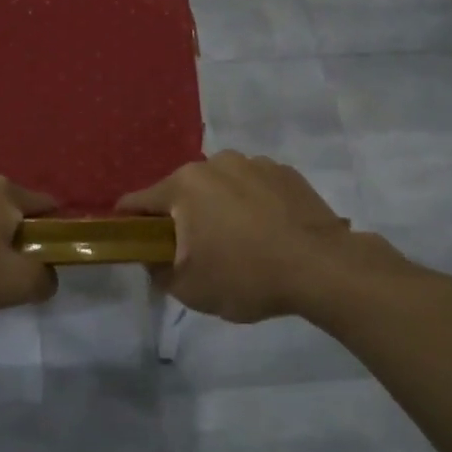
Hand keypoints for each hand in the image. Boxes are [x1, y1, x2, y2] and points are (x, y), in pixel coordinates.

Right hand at [117, 152, 402, 322]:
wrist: (324, 268)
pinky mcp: (285, 172)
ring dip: (218, 208)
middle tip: (195, 253)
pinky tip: (267, 233)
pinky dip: (251, 205)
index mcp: (183, 186)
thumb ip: (157, 270)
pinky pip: (253, 187)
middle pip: (181, 192)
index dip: (127, 224)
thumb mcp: (189, 288)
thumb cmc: (247, 276)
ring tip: (239, 243)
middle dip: (181, 219)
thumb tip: (153, 257)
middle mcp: (214, 163)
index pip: (137, 202)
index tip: (133, 244)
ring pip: (219, 187)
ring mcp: (253, 163)